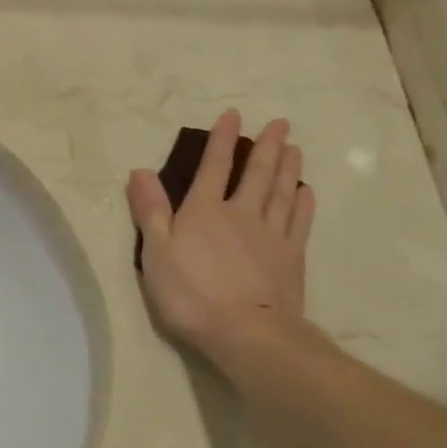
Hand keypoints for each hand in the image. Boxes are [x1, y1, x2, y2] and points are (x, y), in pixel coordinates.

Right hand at [127, 111, 316, 358]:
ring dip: (288, 168)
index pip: (213, 167)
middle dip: (266, 146)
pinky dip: (303, 204)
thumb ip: (150, 210)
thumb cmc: (190, 293)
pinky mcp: (291, 258)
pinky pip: (299, 222)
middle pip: (256, 173)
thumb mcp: (156, 252)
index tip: (233, 115)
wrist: (245, 331)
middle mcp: (241, 214)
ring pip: (281, 192)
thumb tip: (140, 171)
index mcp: (204, 211)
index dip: (222, 140)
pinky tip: (306, 192)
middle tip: (280, 123)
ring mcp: (270, 235)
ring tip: (294, 147)